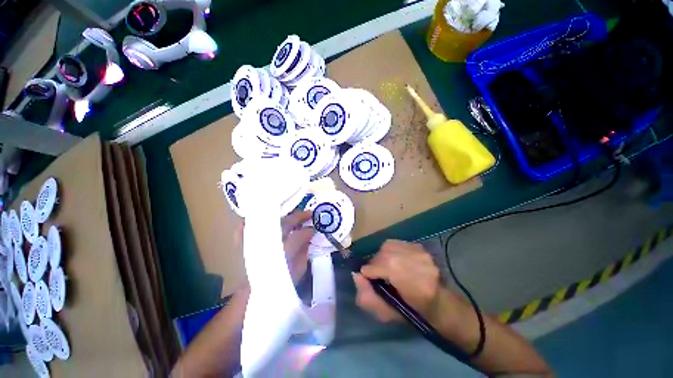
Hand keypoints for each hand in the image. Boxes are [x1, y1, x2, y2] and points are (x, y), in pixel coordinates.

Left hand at [233, 211, 314, 283]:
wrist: (253, 294)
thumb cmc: (280, 284)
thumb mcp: (298, 270)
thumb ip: (304, 252)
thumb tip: (308, 238)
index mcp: (283, 253)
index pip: (298, 236)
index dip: (308, 231)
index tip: (313, 229)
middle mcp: (268, 244)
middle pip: (284, 223)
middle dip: (298, 217)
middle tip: (308, 214)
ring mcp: (255, 241)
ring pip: (270, 221)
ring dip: (283, 216)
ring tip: (292, 214)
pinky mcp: (244, 242)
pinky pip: (247, 225)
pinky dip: (256, 220)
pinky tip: (265, 217)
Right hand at [353, 240, 460, 326]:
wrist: (439, 302)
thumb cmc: (412, 312)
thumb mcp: (386, 313)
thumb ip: (367, 297)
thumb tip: (356, 275)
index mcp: (413, 283)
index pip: (381, 267)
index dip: (370, 271)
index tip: (366, 276)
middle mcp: (418, 263)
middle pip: (384, 254)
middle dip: (375, 262)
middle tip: (375, 272)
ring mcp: (421, 252)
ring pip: (389, 246)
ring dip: (382, 255)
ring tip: (385, 265)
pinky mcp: (421, 247)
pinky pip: (397, 243)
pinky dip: (391, 250)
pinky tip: (394, 259)